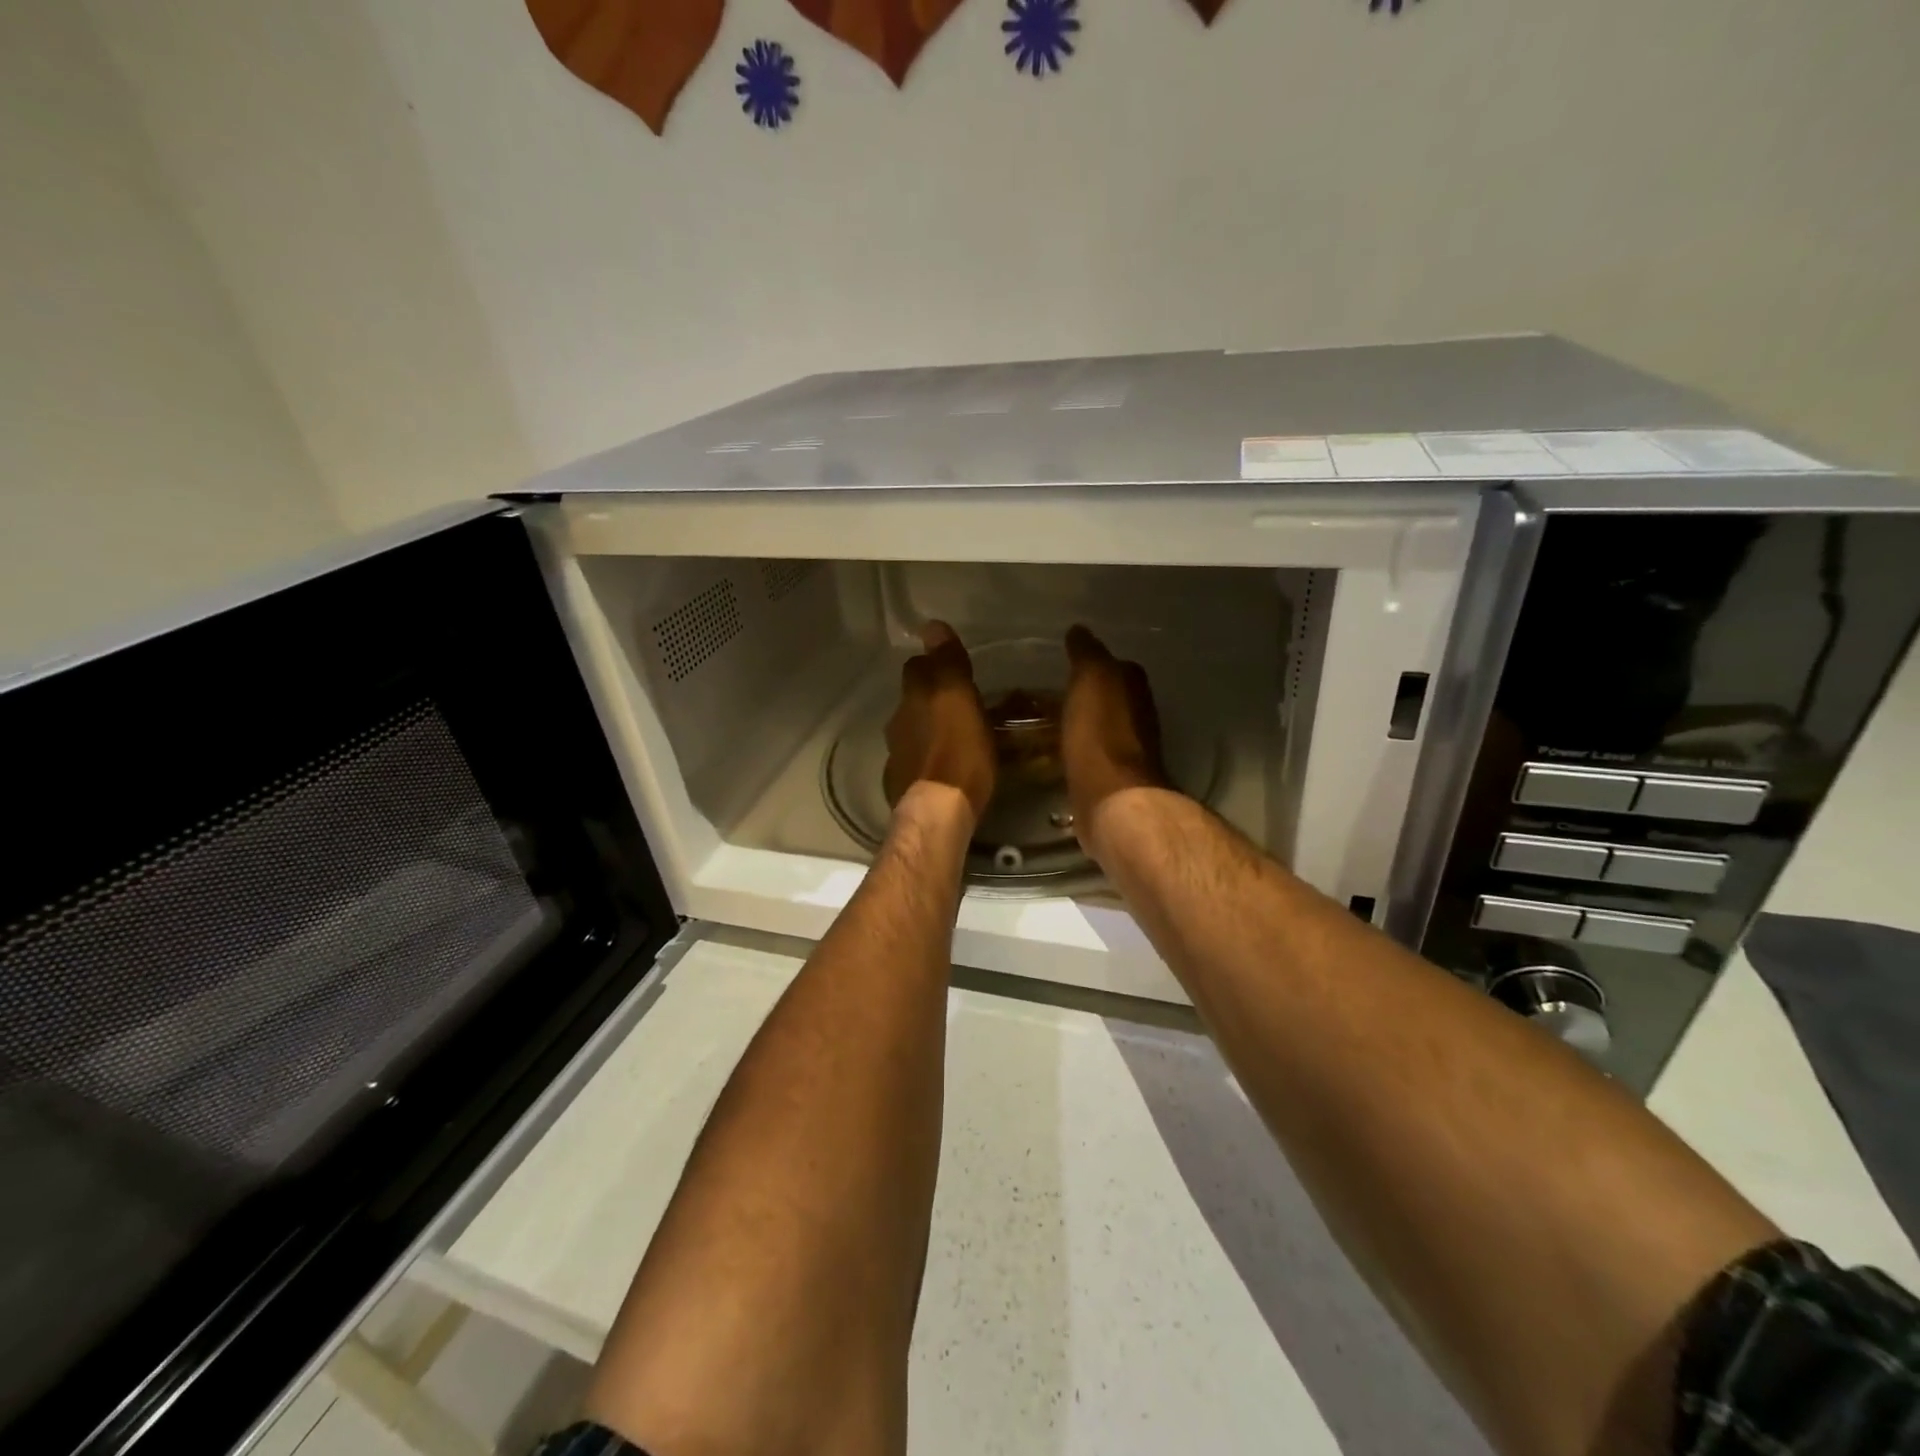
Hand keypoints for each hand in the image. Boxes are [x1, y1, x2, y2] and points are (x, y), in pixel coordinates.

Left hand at [884, 621, 995, 825]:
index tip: (952, 669)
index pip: (918, 668)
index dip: (933, 665)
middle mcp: (899, 722)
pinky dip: (926, 759)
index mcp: (914, 698)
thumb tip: (931, 625)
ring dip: (928, 730)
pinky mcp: (901, 785)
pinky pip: (914, 762)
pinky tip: (942, 768)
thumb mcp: (960, 699)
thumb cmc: (959, 751)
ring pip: (911, 731)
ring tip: (954, 738)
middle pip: (912, 700)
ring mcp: (897, 756)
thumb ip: (947, 663)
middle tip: (958, 705)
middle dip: (930, 699)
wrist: (938, 811)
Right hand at [1063, 625, 1166, 843]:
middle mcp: (1139, 715)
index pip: (1116, 665)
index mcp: (1134, 686)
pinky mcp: (1114, 780)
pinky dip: (1080, 750)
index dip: (1094, 663)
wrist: (1112, 798)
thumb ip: (1087, 653)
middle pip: (1112, 697)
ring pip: (1103, 727)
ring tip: (1053, 722)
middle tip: (1054, 693)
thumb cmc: (1100, 732)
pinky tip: (1061, 752)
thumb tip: (1080, 630)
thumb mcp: (1091, 679)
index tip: (1068, 663)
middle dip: (1089, 694)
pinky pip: (1093, 755)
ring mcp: (1129, 750)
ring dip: (1084, 723)